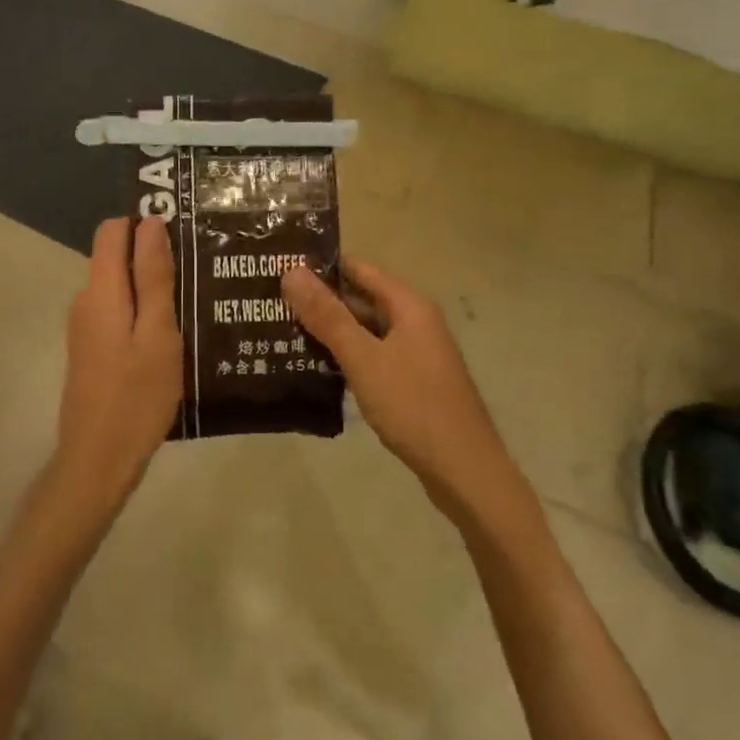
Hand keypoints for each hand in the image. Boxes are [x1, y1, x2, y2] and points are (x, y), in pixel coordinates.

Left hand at [55, 217, 184, 504]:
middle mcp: (85, 300)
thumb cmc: (136, 397)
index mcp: (100, 290)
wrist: (97, 462)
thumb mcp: (157, 334)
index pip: (112, 229)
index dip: (144, 222)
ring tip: (194, 296)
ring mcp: (85, 326)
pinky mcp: (91, 348)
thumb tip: (150, 222)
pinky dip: (142, 309)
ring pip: (119, 284)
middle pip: (116, 256)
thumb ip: (153, 277)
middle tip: (198, 267)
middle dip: (153, 253)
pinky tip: (173, 329)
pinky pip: (117, 309)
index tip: (182, 230)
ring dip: (150, 284)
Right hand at [283, 259, 521, 517]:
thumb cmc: (414, 406)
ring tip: (282, 331)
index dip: (321, 266)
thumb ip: (327, 316)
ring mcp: (415, 354)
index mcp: (409, 305)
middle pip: (361, 298)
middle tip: (273, 302)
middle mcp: (415, 322)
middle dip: (321, 300)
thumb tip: (291, 271)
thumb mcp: (364, 358)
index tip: (281, 268)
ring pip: (365, 330)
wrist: (466, 473)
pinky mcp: (412, 382)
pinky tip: (314, 367)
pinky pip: (372, 356)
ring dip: (330, 330)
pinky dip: (346, 356)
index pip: (359, 268)